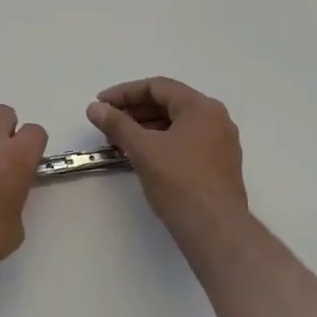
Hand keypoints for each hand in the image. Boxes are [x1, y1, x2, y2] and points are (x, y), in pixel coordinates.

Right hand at [88, 77, 250, 248]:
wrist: (215, 229)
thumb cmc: (179, 181)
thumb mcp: (142, 149)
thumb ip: (117, 124)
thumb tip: (95, 108)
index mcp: (201, 107)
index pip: (158, 87)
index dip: (124, 93)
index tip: (101, 104)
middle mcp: (215, 119)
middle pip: (168, 103)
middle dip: (134, 111)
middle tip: (107, 122)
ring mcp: (221, 143)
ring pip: (176, 124)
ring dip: (145, 127)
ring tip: (119, 141)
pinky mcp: (219, 165)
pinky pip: (185, 141)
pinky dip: (161, 142)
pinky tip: (141, 155)